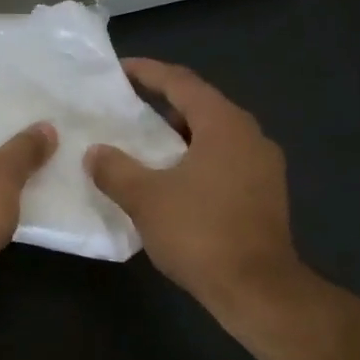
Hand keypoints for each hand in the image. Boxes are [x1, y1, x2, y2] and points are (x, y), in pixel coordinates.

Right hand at [84, 60, 304, 322]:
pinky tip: (168, 177)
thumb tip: (95, 152)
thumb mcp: (144, 197)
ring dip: (177, 134)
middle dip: (161, 103)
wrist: (257, 290)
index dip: (148, 72)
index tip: (119, 69)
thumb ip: (114, 168)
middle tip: (125, 106)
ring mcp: (262, 166)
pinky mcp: (263, 194)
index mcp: (224, 125)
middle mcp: (250, 137)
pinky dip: (192, 157)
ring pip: (212, 135)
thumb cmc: (200, 232)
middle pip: (200, 106)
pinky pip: (221, 159)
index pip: (182, 83)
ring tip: (141, 142)